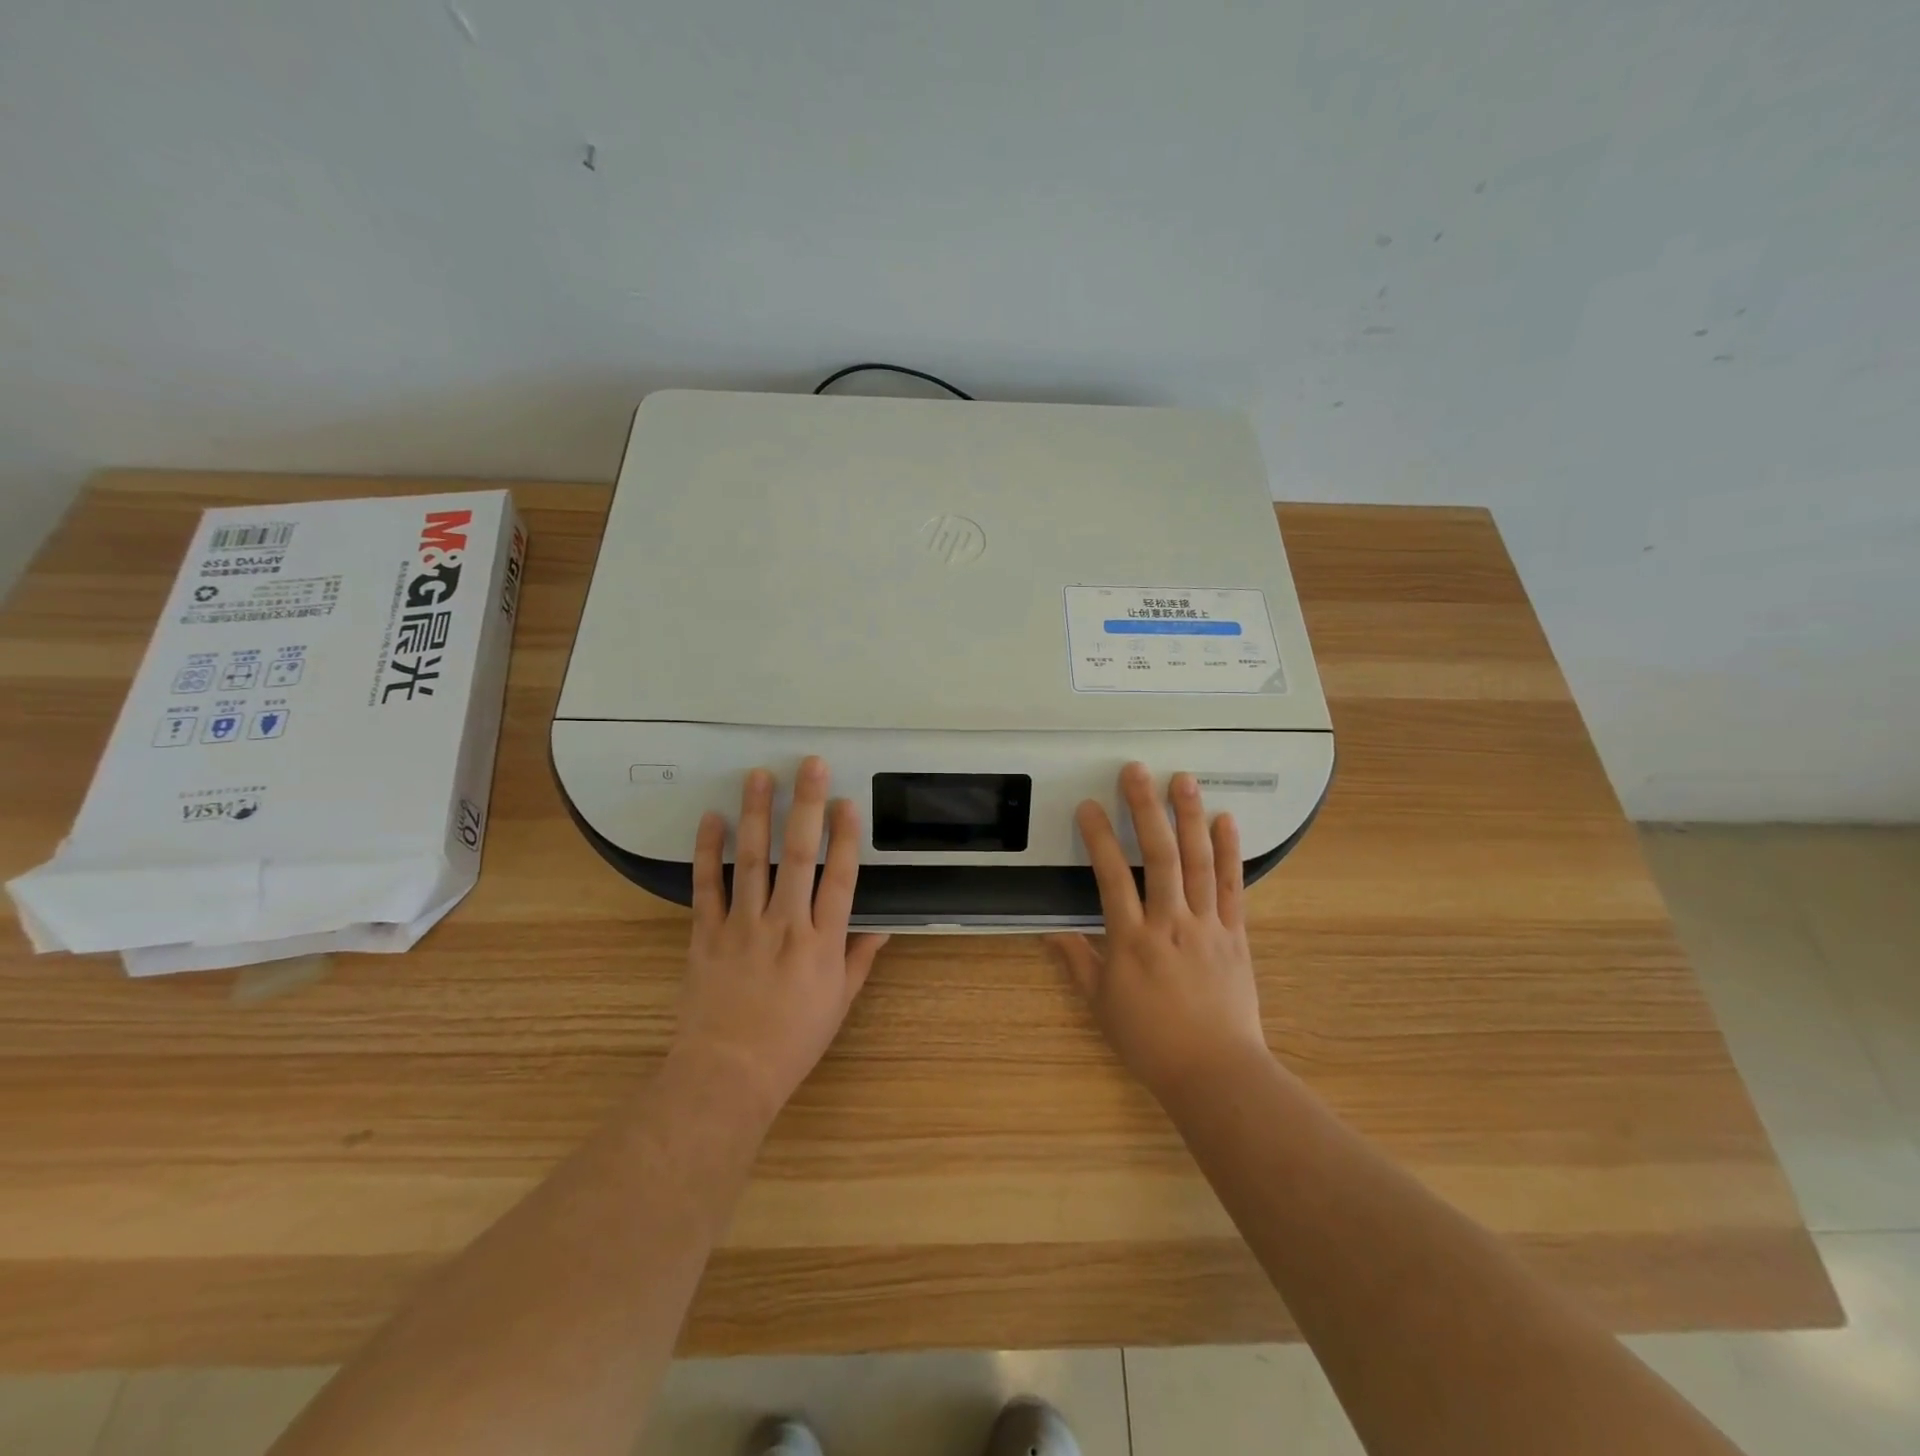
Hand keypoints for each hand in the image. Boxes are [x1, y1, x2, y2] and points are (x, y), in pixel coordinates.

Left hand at [673, 757, 887, 1122]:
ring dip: (757, 814)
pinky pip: (707, 886)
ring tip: (758, 775)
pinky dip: (707, 851)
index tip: (848, 802)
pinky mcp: (706, 934)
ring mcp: (743, 926)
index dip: (846, 837)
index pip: (840, 879)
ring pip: (753, 860)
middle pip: (800, 855)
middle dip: (806, 806)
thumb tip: (883, 928)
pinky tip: (712, 819)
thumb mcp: (839, 1004)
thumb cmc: (792, 1041)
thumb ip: (860, 960)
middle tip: (809, 766)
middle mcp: (786, 925)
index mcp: (823, 943)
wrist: (728, 1074)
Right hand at [1047, 763, 1268, 1101]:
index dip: (1099, 838)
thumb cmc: (1150, 1041)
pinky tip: (1225, 820)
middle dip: (1146, 809)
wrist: (1215, 1072)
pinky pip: (1232, 886)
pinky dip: (1230, 851)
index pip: (1110, 877)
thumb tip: (1050, 933)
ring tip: (1182, 779)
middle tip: (1136, 770)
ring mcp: (1207, 925)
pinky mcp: (1235, 934)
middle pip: (1158, 856)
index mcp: (1131, 940)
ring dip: (1189, 817)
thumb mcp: (1102, 1005)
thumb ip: (1077, 962)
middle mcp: (1170, 923)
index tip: (1089, 806)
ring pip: (1198, 862)